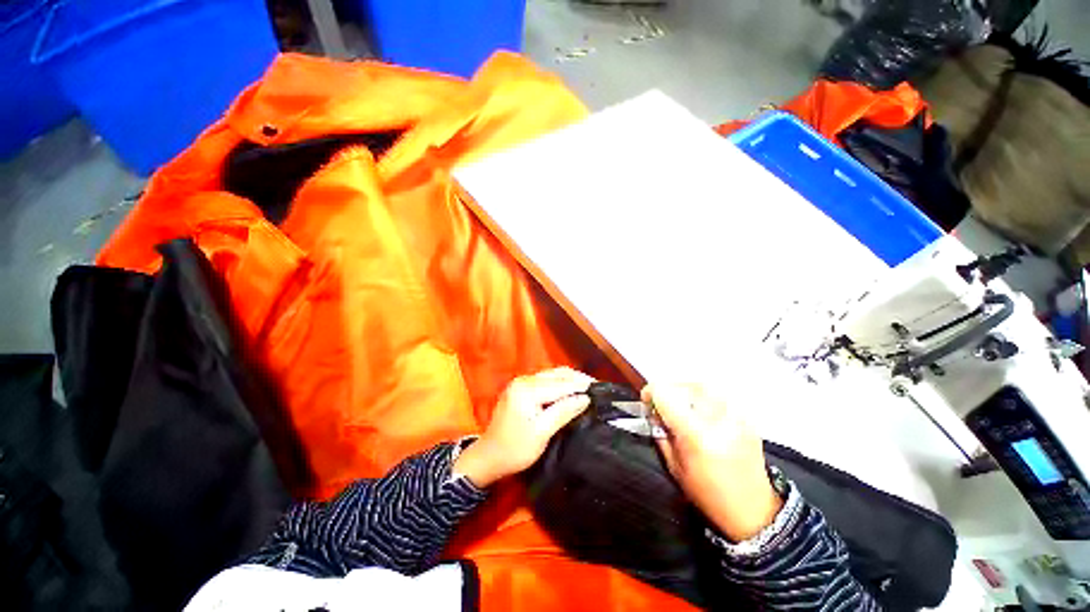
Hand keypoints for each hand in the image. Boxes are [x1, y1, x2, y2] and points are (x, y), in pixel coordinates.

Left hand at [453, 367, 593, 487]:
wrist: (489, 457)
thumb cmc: (515, 449)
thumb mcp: (541, 433)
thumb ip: (563, 412)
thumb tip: (585, 398)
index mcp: (527, 390)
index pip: (560, 384)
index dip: (581, 386)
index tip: (600, 389)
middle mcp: (524, 380)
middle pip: (557, 374)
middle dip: (577, 379)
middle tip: (597, 386)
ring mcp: (521, 382)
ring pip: (552, 375)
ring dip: (570, 379)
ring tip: (588, 387)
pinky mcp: (521, 388)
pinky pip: (546, 380)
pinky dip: (560, 383)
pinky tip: (571, 389)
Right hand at [645, 383, 782, 541]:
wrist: (754, 512)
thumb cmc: (709, 494)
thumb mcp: (674, 467)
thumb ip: (660, 434)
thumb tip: (653, 412)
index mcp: (695, 435)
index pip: (666, 394)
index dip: (651, 392)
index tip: (646, 400)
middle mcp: (717, 420)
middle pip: (686, 385)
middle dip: (669, 390)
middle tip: (663, 402)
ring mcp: (736, 418)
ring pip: (705, 386)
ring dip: (687, 390)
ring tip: (682, 404)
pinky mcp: (747, 419)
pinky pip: (721, 397)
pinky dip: (706, 398)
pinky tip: (702, 413)